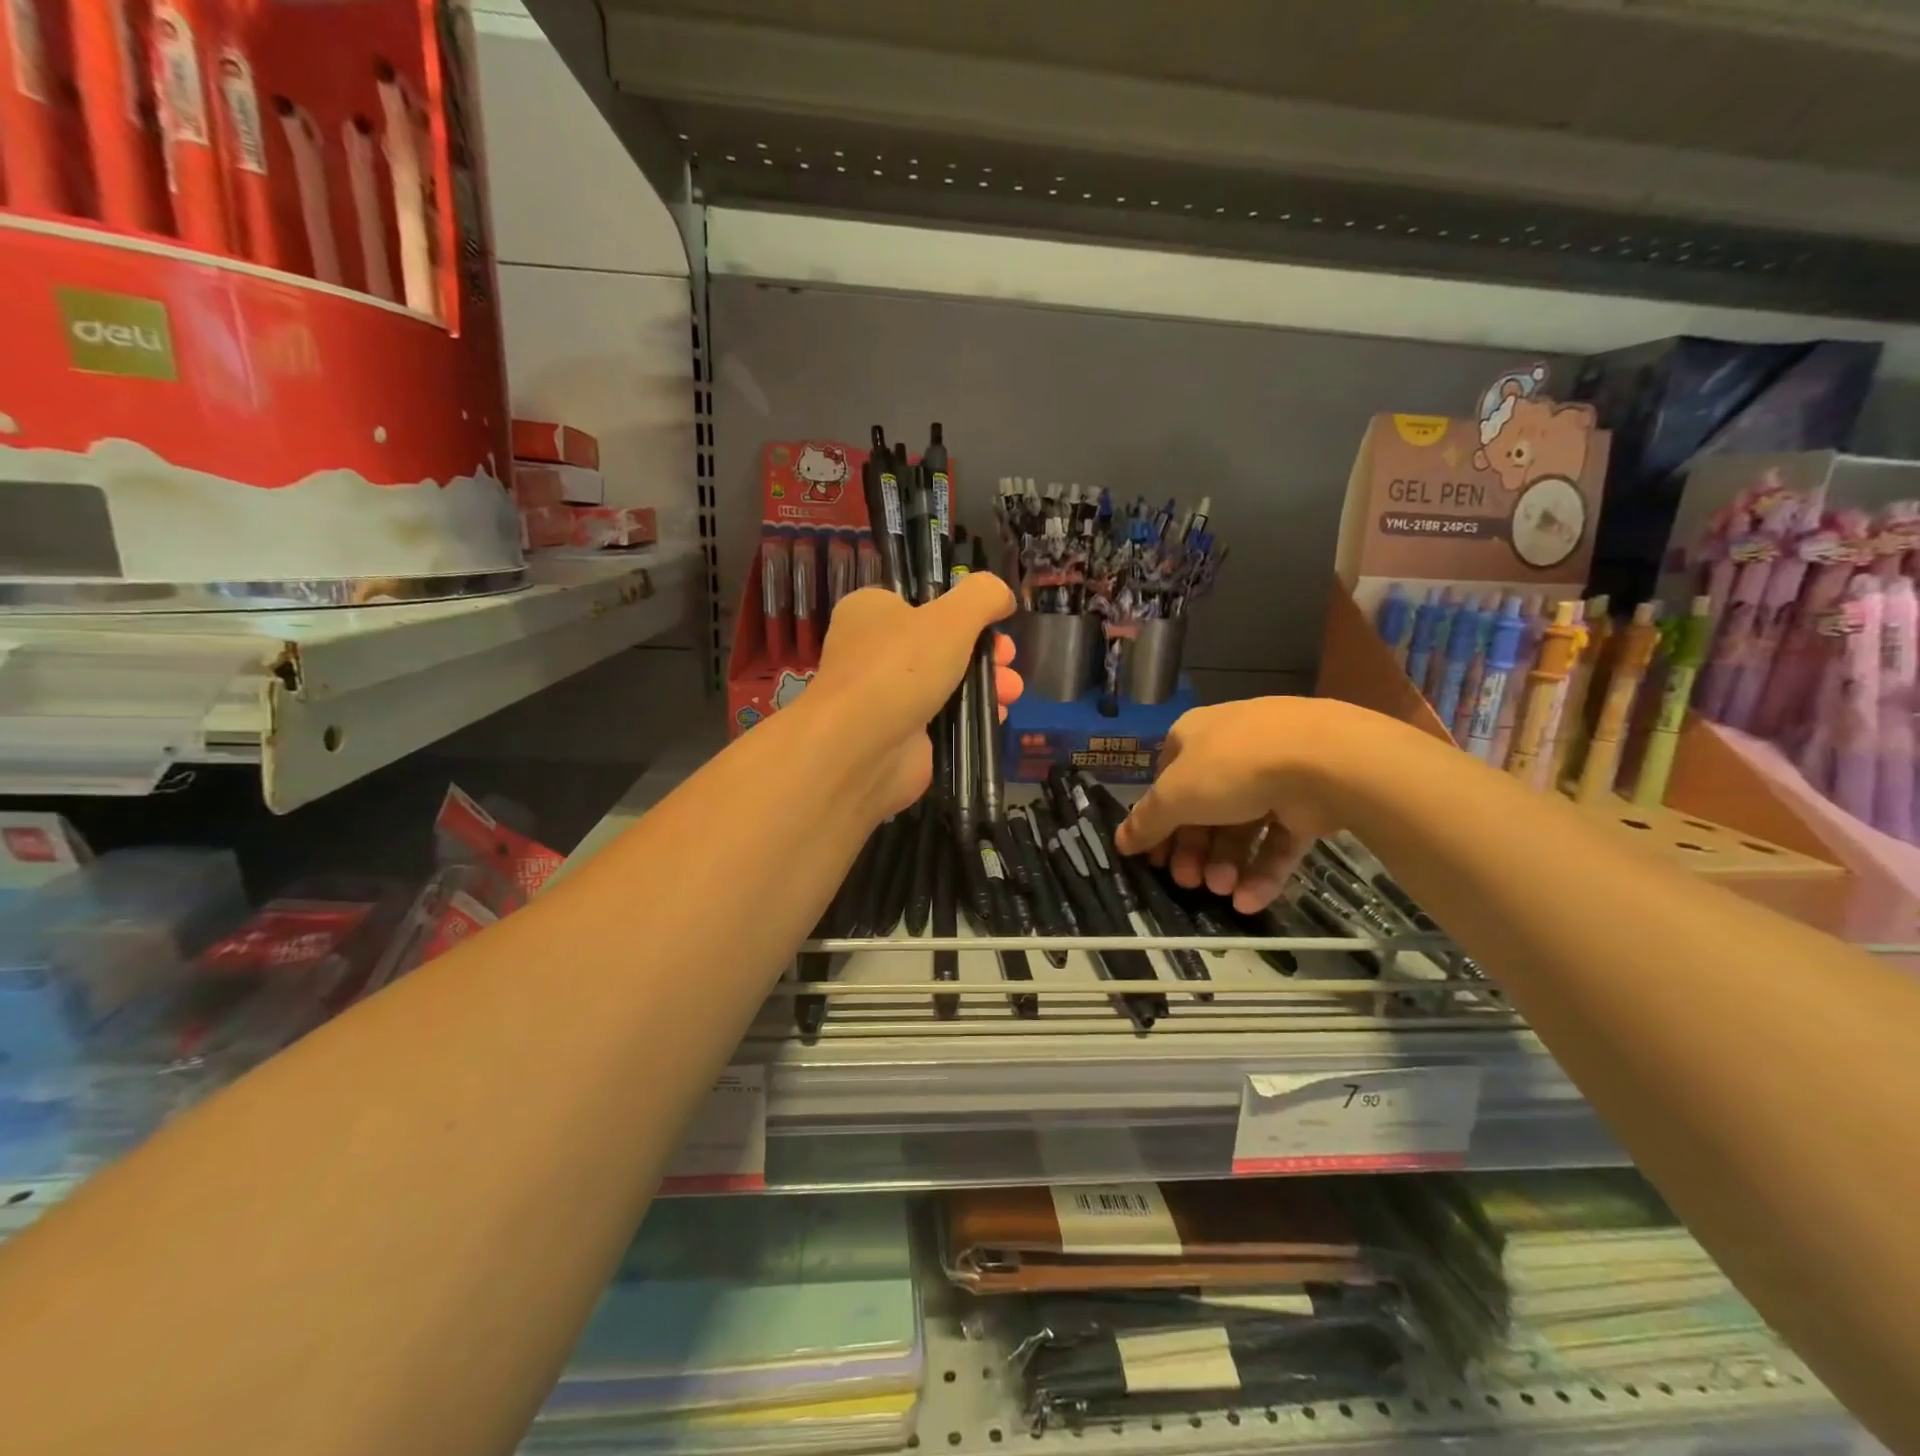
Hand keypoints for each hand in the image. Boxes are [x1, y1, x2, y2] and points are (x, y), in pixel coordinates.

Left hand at [808, 575, 1021, 814]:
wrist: (861, 748)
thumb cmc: (900, 667)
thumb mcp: (951, 617)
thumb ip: (982, 596)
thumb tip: (1002, 594)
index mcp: (871, 611)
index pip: (921, 601)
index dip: (964, 610)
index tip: (997, 622)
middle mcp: (873, 651)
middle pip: (942, 643)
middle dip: (984, 652)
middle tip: (1007, 660)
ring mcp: (886, 695)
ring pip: (947, 682)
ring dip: (986, 683)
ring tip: (1012, 692)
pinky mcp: (901, 733)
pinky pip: (944, 717)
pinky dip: (971, 715)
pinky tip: (998, 715)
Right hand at [1114, 699, 1349, 913]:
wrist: (1323, 760)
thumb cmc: (1231, 767)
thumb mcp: (1175, 795)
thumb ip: (1147, 821)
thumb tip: (1119, 841)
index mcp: (1193, 738)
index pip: (1166, 783)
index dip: (1157, 823)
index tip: (1153, 859)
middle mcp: (1231, 753)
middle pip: (1203, 810)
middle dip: (1194, 851)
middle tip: (1188, 883)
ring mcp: (1273, 775)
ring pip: (1241, 827)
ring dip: (1226, 863)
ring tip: (1222, 892)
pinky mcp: (1308, 802)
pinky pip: (1278, 839)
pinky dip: (1262, 870)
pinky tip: (1249, 901)